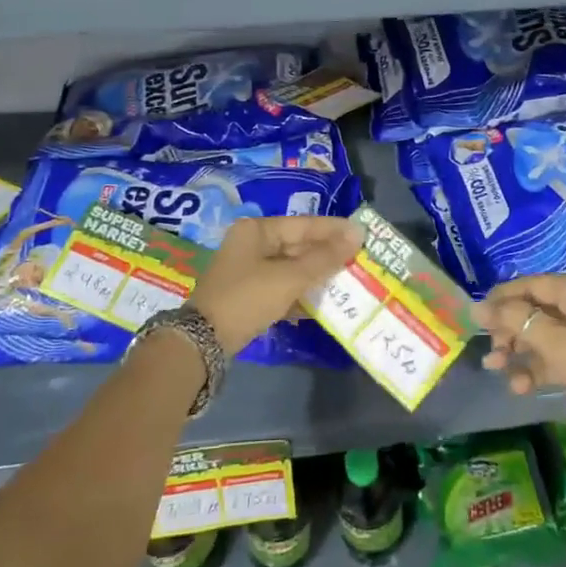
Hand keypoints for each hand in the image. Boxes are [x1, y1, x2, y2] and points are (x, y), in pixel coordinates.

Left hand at [190, 216, 363, 355]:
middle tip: (358, 260)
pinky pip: (282, 286)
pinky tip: (321, 304)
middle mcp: (251, 243)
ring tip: (346, 281)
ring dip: (316, 276)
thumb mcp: (290, 277)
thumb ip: (325, 257)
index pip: (304, 224)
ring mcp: (247, 270)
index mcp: (257, 230)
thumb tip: (357, 234)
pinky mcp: (248, 294)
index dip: (334, 230)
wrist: (202, 342)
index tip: (363, 235)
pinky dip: (300, 293)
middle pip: (297, 245)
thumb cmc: (247, 298)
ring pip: (291, 267)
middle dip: (326, 255)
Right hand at [476, 275, 565, 438]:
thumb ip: (514, 321)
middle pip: (533, 310)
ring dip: (517, 351)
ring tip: (495, 368)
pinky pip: (552, 358)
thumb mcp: (555, 339)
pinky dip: (535, 369)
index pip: (531, 284)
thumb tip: (476, 306)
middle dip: (508, 329)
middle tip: (490, 348)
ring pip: (540, 336)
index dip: (502, 298)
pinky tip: (519, 386)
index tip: (476, 317)